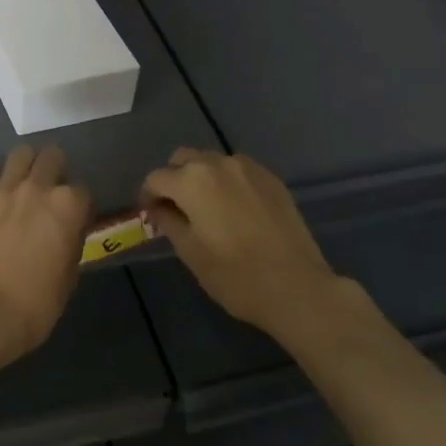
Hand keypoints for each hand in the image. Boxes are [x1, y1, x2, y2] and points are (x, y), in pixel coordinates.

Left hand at [0, 145, 91, 370]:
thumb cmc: (35, 305)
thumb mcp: (69, 277)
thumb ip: (71, 243)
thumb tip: (68, 232)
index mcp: (68, 206)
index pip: (84, 191)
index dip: (81, 206)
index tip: (76, 219)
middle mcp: (38, 188)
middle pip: (53, 157)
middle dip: (55, 170)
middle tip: (50, 190)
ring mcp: (3, 189)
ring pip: (20, 153)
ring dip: (25, 165)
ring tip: (21, 182)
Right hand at [141, 148, 350, 334]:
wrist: (297, 286)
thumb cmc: (235, 275)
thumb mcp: (190, 252)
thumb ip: (168, 222)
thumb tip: (158, 209)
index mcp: (192, 181)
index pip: (156, 178)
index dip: (148, 196)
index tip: (151, 215)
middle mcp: (218, 164)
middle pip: (184, 159)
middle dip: (174, 179)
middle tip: (176, 209)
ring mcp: (249, 168)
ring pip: (212, 161)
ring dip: (201, 177)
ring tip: (207, 208)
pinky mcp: (272, 179)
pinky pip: (238, 171)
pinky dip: (228, 182)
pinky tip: (234, 209)